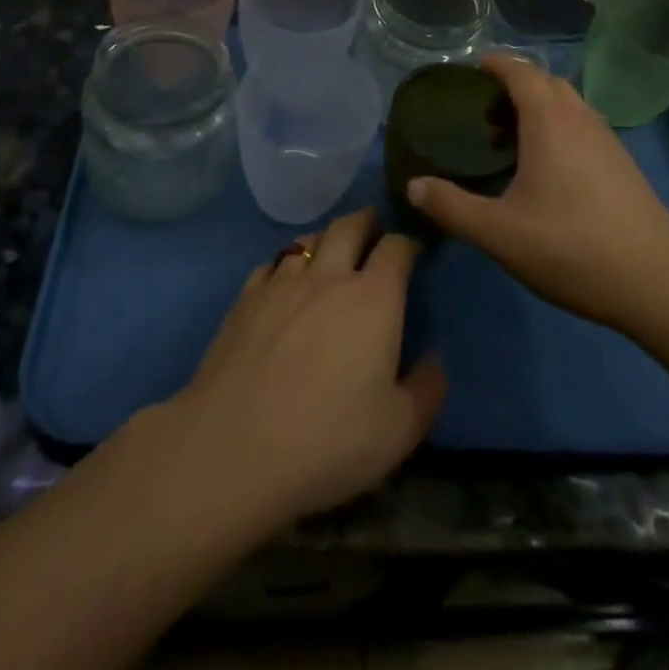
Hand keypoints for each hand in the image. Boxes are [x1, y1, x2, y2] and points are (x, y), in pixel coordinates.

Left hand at [148, 209, 445, 533]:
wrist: (234, 447)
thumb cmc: (328, 440)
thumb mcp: (400, 430)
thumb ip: (427, 389)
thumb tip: (435, 360)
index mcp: (374, 298)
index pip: (397, 247)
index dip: (407, 244)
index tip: (411, 253)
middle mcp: (329, 275)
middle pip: (350, 225)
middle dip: (367, 222)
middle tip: (373, 230)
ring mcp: (282, 282)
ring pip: (307, 240)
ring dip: (325, 240)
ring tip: (330, 253)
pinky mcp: (245, 297)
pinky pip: (271, 265)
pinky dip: (285, 266)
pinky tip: (283, 285)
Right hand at [407, 53, 668, 332]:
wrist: (658, 282)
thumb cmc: (571, 247)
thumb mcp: (499, 232)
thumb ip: (451, 206)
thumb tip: (413, 185)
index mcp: (549, 121)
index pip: (520, 71)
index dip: (494, 64)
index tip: (472, 69)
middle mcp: (581, 118)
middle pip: (545, 83)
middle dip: (513, 86)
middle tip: (485, 113)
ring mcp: (607, 140)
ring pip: (568, 105)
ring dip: (538, 109)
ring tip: (510, 142)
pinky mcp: (623, 165)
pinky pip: (583, 127)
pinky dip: (558, 129)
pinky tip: (547, 171)